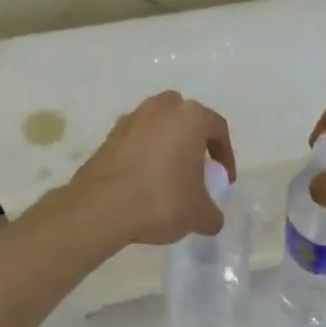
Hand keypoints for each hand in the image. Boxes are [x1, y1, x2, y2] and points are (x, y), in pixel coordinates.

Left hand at [66, 91, 235, 247]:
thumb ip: (212, 213)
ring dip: (167, 145)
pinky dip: (143, 154)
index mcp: (190, 117)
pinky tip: (143, 182)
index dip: (225, 155)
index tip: (223, 180)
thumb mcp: (198, 214)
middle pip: (185, 119)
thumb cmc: (160, 200)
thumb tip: (211, 218)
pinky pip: (136, 140)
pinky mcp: (108, 135)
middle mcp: (161, 108)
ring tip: (168, 177)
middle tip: (196, 170)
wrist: (100, 208)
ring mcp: (131, 119)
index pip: (218, 128)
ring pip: (158, 126)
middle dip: (194, 141)